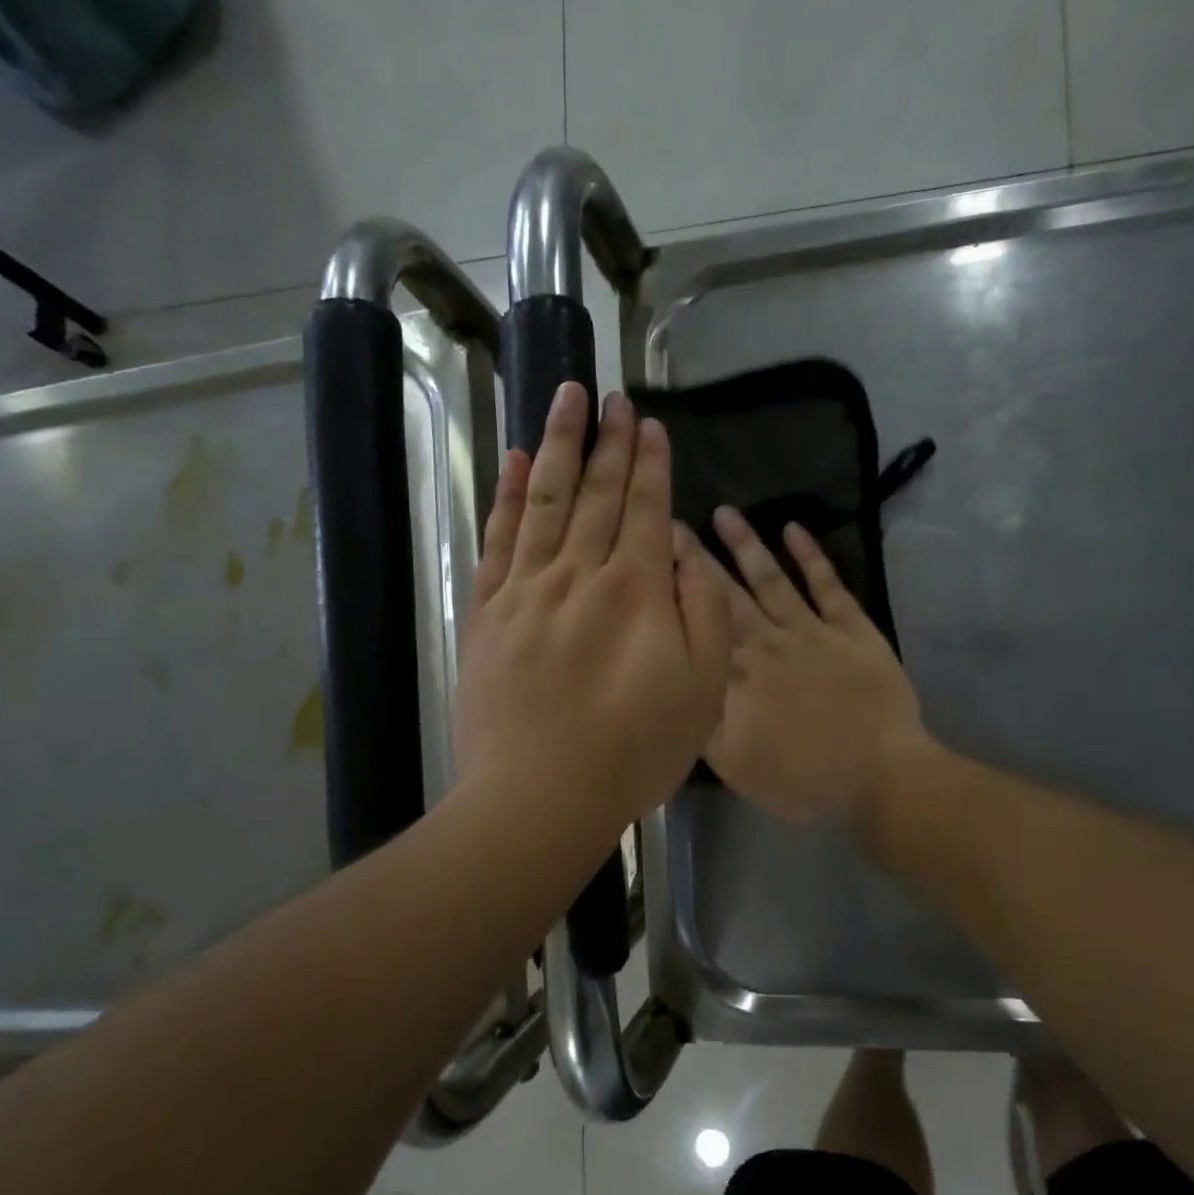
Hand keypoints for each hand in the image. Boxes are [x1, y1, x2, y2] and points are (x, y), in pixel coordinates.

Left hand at [454, 384, 731, 841]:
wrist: (540, 796)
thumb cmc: (634, 751)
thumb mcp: (703, 690)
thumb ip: (706, 612)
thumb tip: (689, 551)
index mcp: (637, 590)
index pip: (646, 508)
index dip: (649, 463)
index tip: (648, 423)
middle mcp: (580, 573)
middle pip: (596, 492)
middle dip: (608, 441)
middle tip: (612, 397)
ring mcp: (526, 589)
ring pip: (543, 499)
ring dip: (556, 445)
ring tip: (564, 398)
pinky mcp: (487, 613)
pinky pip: (497, 539)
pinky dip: (503, 495)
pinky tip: (510, 461)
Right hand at [703, 507, 926, 827]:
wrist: (879, 776)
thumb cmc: (804, 779)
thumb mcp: (735, 766)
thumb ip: (700, 722)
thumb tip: (676, 684)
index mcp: (736, 676)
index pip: (697, 624)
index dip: (673, 590)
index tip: (650, 556)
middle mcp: (767, 643)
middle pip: (726, 594)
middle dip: (697, 558)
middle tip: (672, 521)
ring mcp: (811, 631)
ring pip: (771, 579)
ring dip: (747, 544)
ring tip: (724, 511)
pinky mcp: (852, 629)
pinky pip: (828, 585)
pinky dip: (811, 555)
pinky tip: (794, 528)